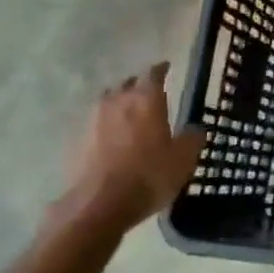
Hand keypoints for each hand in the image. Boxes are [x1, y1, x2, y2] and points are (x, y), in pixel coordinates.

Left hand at [53, 63, 203, 237]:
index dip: (161, 69)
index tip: (167, 67)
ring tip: (129, 114)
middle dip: (138, 85)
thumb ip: (192, 139)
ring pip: (108, 101)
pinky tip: (113, 138)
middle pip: (127, 83)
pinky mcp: (77, 140)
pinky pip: (95, 123)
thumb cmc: (149, 176)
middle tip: (149, 93)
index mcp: (147, 99)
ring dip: (119, 103)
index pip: (153, 73)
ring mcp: (93, 120)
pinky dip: (106, 125)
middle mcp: (118, 101)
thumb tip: (196, 129)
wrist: (99, 204)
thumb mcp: (183, 160)